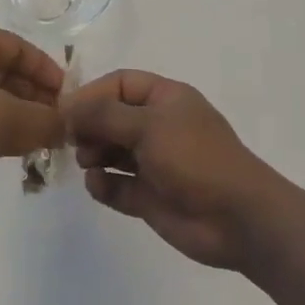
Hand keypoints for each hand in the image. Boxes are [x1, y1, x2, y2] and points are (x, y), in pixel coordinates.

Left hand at [0, 29, 65, 200]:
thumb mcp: (3, 116)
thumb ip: (44, 121)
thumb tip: (72, 127)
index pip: (20, 47)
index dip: (46, 70)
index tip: (69, 98)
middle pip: (9, 74)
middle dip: (37, 99)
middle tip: (62, 126)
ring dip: (21, 119)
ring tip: (46, 143)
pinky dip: (0, 133)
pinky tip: (17, 153)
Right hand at [66, 70, 276, 270]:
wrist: (240, 220)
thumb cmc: (195, 158)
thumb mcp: (148, 125)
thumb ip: (102, 114)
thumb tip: (65, 106)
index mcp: (165, 99)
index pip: (119, 84)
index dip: (91, 94)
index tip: (65, 110)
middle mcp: (158, 127)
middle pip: (111, 117)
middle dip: (89, 126)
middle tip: (70, 139)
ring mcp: (154, 163)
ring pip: (111, 151)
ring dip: (93, 154)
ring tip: (87, 161)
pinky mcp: (149, 197)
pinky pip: (116, 185)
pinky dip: (103, 184)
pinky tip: (99, 185)